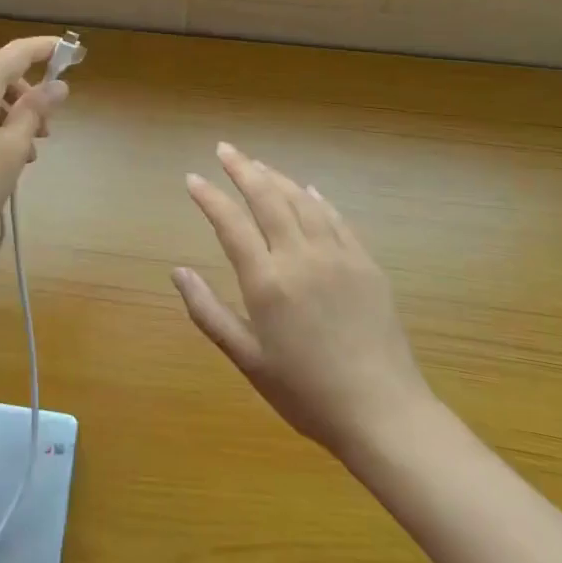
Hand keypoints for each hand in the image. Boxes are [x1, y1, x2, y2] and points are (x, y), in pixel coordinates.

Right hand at [173, 142, 433, 461]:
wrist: (383, 413)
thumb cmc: (306, 392)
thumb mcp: (247, 359)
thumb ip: (208, 312)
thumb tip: (178, 272)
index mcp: (267, 282)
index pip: (231, 223)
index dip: (210, 197)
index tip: (193, 178)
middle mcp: (301, 257)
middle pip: (268, 198)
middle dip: (243, 169)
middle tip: (224, 149)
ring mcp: (338, 256)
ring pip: (302, 200)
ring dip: (277, 177)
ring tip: (258, 165)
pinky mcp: (366, 264)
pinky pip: (336, 218)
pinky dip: (316, 198)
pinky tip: (307, 190)